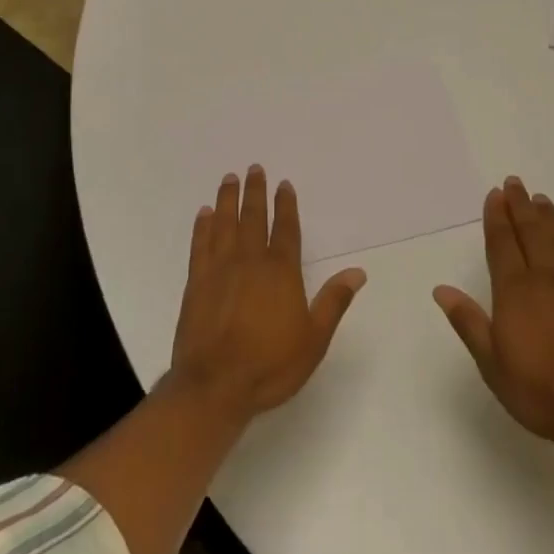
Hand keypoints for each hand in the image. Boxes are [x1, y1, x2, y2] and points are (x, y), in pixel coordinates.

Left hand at [168, 166, 366, 421]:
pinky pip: (200, 244)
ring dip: (228, 199)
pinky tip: (205, 213)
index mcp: (280, 271)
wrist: (214, 385)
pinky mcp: (196, 282)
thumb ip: (333, 302)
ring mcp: (219, 269)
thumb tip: (357, 272)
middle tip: (253, 168)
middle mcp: (249, 261)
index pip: (285, 228)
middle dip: (255, 191)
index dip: (285, 205)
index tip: (283, 184)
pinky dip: (203, 226)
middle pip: (252, 217)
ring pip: (224, 223)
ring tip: (229, 178)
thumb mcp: (313, 340)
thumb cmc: (269, 365)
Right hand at [434, 177, 553, 453]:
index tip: (495, 194)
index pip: (502, 242)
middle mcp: (546, 278)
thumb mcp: (492, 363)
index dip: (497, 216)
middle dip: (521, 206)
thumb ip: (469, 322)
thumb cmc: (541, 390)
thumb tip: (441, 289)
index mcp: (515, 290)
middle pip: (531, 232)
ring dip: (549, 218)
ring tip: (541, 200)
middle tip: (515, 183)